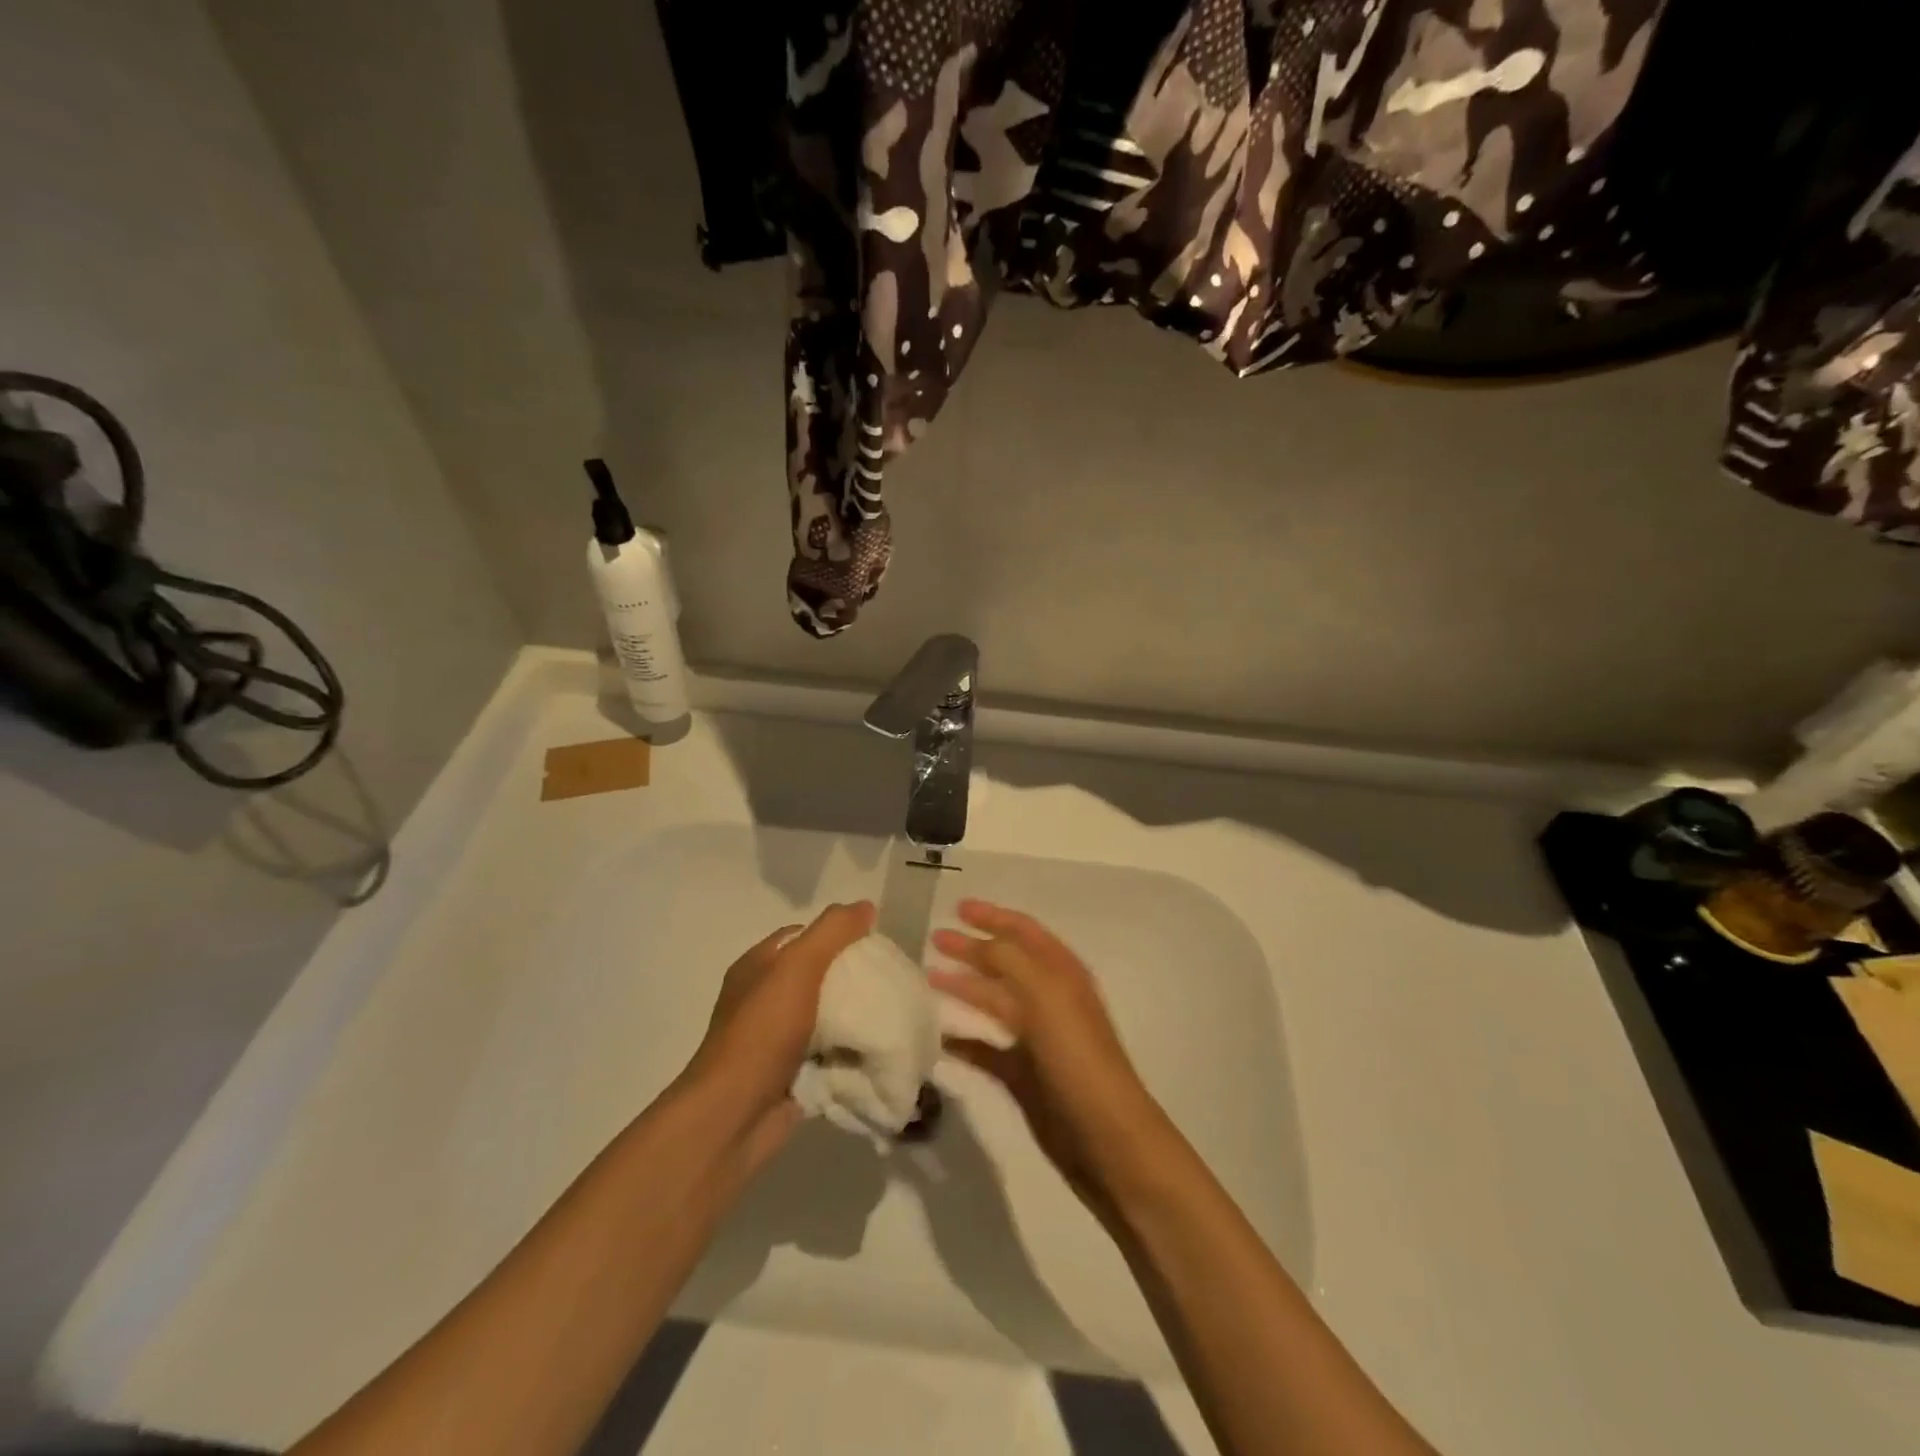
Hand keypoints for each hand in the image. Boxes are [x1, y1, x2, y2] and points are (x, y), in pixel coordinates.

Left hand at [680, 901, 875, 1171]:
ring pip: (826, 1018)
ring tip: (894, 1013)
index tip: (874, 944)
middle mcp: (764, 999)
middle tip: (890, 980)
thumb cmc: (762, 1032)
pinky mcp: (791, 1075)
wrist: (734, 1116)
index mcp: (758, 967)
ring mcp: (776, 1040)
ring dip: (855, 1018)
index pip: (803, 937)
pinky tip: (879, 1049)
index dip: (837, 935)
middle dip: (852, 978)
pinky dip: (850, 1053)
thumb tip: (864, 906)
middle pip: (818, 977)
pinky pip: (829, 1055)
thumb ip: (832, 932)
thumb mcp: (797, 967)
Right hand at [931, 900, 1165, 1204]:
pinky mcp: (1024, 1074)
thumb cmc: (1077, 1055)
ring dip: (964, 987)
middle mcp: (1049, 998)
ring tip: (928, 978)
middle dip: (972, 949)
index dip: (993, 916)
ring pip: (994, 1001)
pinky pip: (986, 1048)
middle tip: (934, 940)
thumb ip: (1009, 960)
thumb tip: (979, 943)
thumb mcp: (1045, 994)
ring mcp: (1037, 1037)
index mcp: (1061, 972)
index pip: (1023, 931)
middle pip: (1005, 963)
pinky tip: (937, 1036)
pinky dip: (963, 1039)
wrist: (1105, 1136)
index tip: (957, 907)